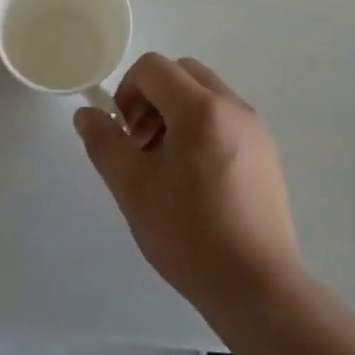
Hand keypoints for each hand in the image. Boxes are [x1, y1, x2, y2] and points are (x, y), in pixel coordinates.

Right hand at [75, 54, 304, 315]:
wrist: (258, 286)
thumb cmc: (189, 235)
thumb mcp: (133, 189)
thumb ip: (105, 143)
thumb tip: (87, 113)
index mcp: (200, 108)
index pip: (153, 67)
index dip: (128, 91)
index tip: (124, 134)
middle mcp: (231, 105)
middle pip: (182, 73)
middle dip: (153, 97)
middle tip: (142, 145)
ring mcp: (254, 126)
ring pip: (205, 94)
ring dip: (177, 112)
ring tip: (167, 166)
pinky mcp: (266, 150)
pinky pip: (226, 117)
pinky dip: (203, 127)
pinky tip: (197, 181)